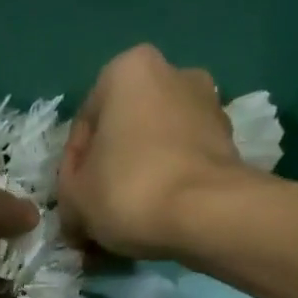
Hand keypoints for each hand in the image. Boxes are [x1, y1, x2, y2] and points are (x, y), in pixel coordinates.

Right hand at [57, 43, 243, 257]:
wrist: (208, 215)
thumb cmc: (129, 190)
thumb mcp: (76, 199)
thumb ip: (69, 198)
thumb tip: (77, 214)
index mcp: (127, 70)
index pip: (84, 127)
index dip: (72, 173)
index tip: (74, 206)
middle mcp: (173, 74)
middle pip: (123, 135)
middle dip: (109, 174)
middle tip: (97, 216)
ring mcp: (208, 107)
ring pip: (154, 150)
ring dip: (138, 182)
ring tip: (126, 227)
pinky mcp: (229, 143)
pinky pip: (182, 165)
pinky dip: (167, 188)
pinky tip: (154, 222)